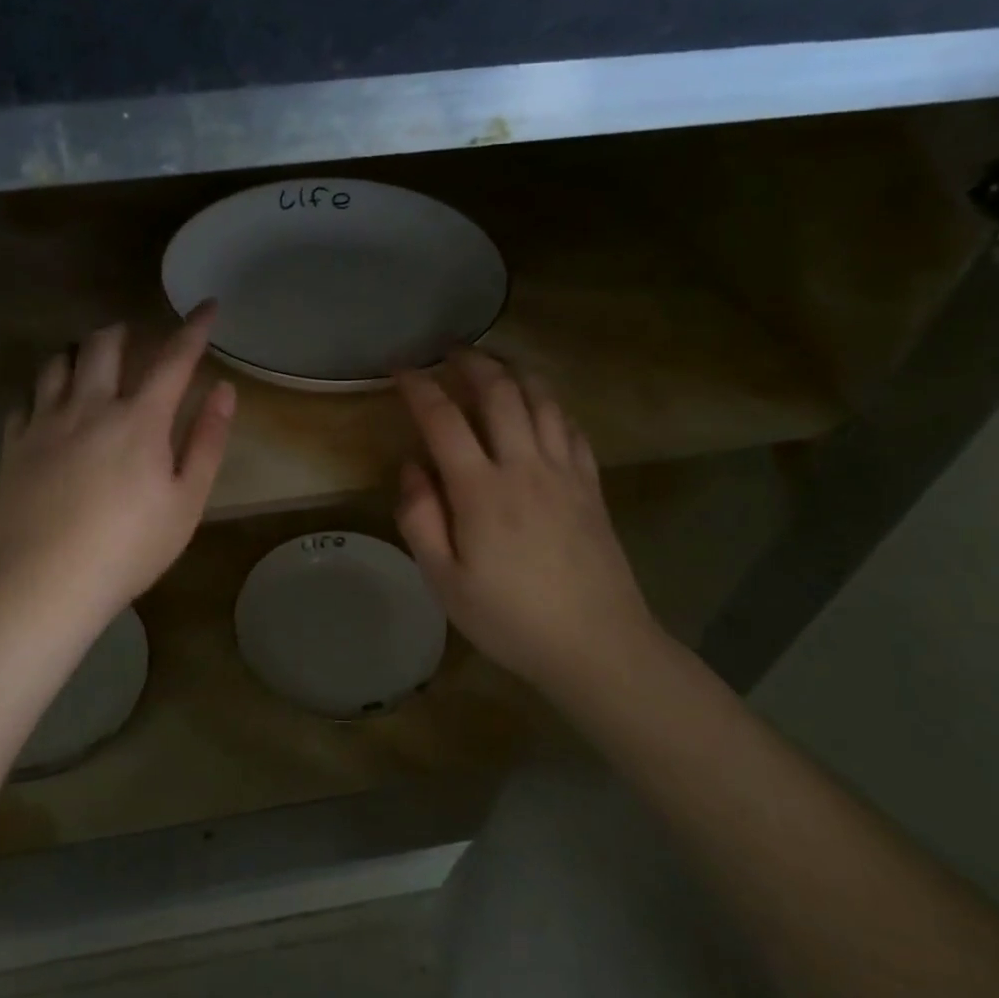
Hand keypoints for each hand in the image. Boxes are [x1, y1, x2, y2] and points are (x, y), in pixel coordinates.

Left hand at [0, 304, 235, 632]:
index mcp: (139, 419)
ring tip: (89, 361)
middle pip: (104, 345)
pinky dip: (42, 391)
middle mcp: (90, 406)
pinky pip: (24, 399)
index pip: (173, 358)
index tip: (207, 306)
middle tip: (137, 338)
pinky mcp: (14, 445)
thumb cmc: (129, 547)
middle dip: (125, 332)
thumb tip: (223, 390)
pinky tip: (47, 405)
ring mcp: (45, 423)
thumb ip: (207, 441)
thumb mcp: (186, 501)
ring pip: (57, 362)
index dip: (194, 328)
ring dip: (79, 351)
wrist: (45, 583)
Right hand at [394, 351, 664, 693]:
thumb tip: (411, 467)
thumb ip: (420, 518)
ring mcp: (564, 472)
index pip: (444, 419)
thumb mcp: (444, 581)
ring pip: (541, 399)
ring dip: (514, 372)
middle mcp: (524, 466)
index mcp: (481, 490)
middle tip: (450, 351)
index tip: (401, 369)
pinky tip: (540, 406)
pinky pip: (571, 426)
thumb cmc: (510, 619)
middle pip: (500, 392)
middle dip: (471, 362)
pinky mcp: (591, 484)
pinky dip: (549, 405)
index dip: (419, 387)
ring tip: (494, 363)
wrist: (597, 646)